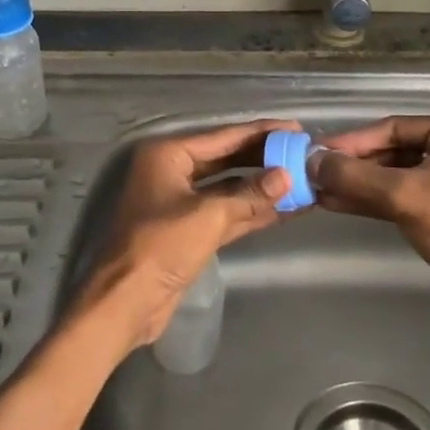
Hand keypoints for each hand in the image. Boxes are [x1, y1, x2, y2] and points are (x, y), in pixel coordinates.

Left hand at [70, 120, 299, 351]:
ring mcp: (181, 202)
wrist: (126, 301)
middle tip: (302, 153)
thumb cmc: (161, 246)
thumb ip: (250, 194)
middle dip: (264, 159)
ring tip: (302, 179)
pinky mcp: (189, 230)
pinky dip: (252, 211)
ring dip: (262, 187)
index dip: (261, 133)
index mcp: (168, 155)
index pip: (223, 136)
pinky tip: (285, 208)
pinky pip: (227, 212)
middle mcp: (173, 172)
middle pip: (227, 159)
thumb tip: (287, 176)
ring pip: (229, 188)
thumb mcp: (209, 215)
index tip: (295, 128)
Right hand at [312, 115, 429, 328]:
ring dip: (362, 185)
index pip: (393, 127)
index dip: (352, 141)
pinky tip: (343, 205)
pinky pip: (409, 196)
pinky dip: (378, 200)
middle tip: (317, 174)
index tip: (317, 153)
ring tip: (322, 192)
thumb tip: (311, 160)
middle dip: (355, 165)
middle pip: (395, 150)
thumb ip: (353, 175)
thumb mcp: (400, 195)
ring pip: (399, 176)